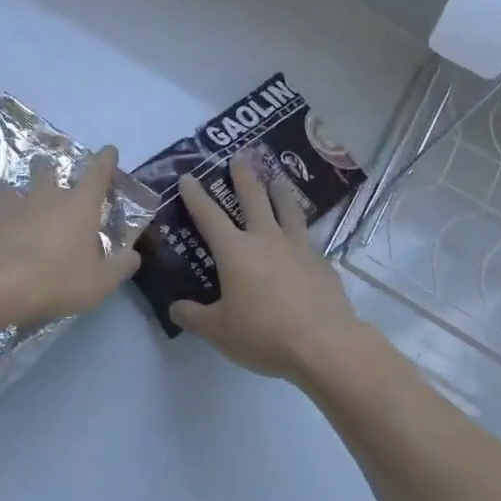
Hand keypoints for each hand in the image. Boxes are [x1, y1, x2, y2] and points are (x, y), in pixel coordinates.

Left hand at [0, 146, 141, 326]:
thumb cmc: (57, 280)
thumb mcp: (100, 282)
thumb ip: (120, 267)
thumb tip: (133, 256)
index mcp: (78, 206)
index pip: (97, 173)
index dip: (105, 160)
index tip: (109, 151)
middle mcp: (44, 198)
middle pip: (45, 170)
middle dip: (46, 168)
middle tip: (46, 171)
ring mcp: (9, 209)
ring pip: (6, 189)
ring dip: (8, 192)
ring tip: (8, 198)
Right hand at [170, 152, 373, 385]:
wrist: (324, 344)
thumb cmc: (264, 334)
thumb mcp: (218, 331)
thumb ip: (193, 316)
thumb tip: (175, 307)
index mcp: (236, 252)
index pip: (209, 216)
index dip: (196, 196)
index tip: (189, 176)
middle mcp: (266, 239)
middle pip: (254, 198)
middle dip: (244, 176)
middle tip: (241, 155)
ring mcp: (298, 248)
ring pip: (287, 209)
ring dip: (279, 191)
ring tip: (277, 178)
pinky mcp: (321, 262)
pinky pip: (307, 236)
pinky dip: (300, 227)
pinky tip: (302, 234)